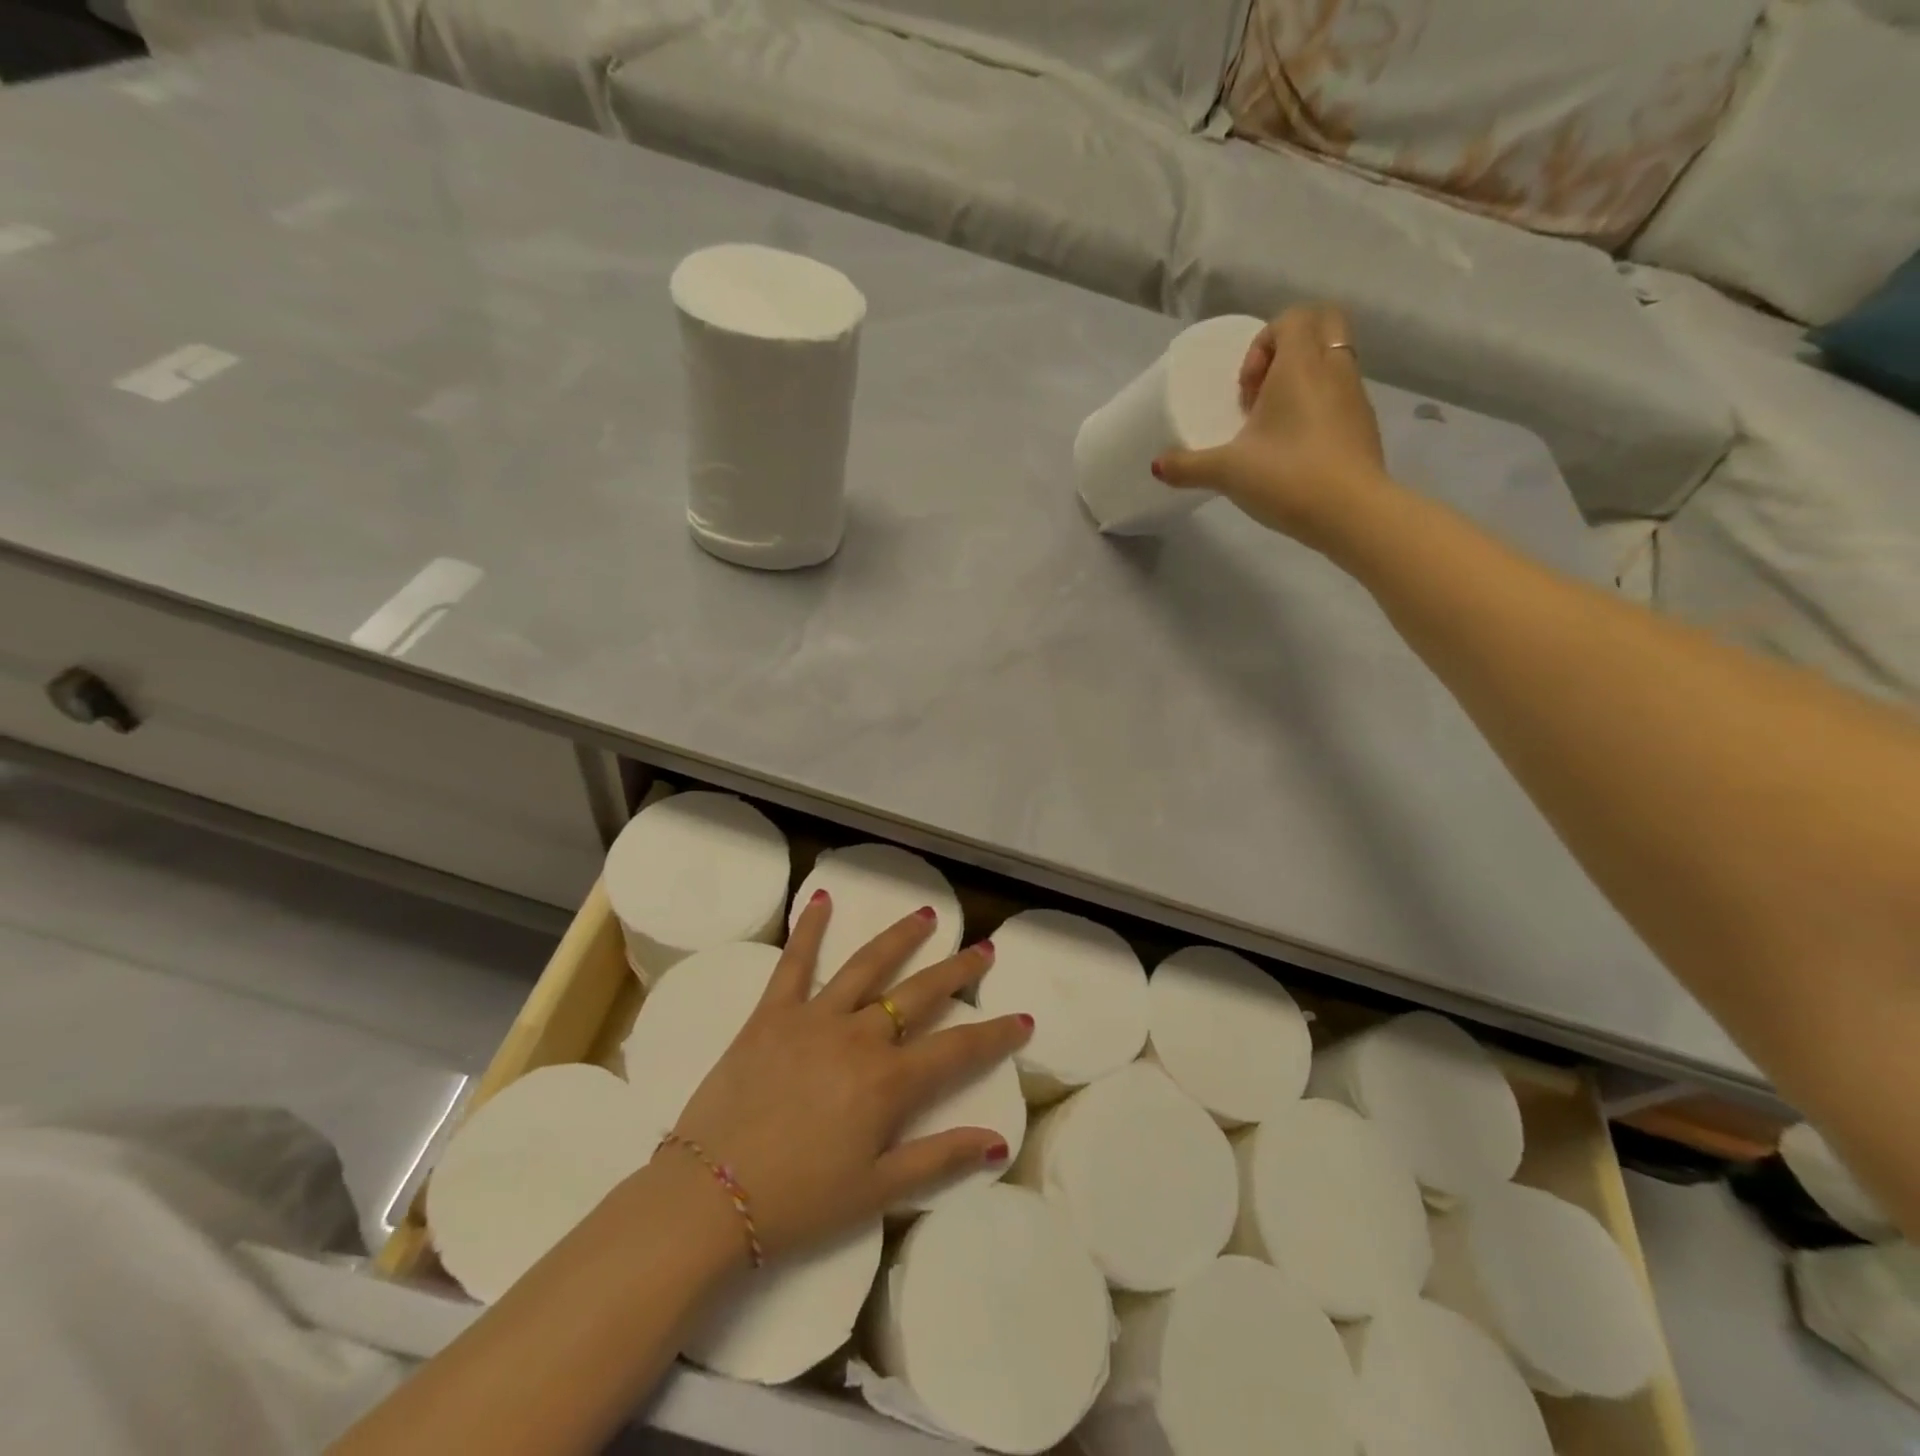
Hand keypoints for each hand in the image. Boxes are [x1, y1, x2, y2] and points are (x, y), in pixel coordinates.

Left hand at [662, 892, 1029, 1260]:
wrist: (708, 1199)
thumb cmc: (798, 1202)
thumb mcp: (877, 1192)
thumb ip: (939, 1159)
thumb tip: (998, 1141)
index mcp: (888, 1082)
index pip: (958, 1049)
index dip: (995, 1034)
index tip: (1023, 1019)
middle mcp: (859, 1037)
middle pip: (919, 994)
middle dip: (957, 970)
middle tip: (984, 948)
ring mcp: (814, 1018)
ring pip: (868, 966)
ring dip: (901, 938)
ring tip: (927, 915)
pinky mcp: (771, 1014)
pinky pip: (794, 963)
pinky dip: (810, 929)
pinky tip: (823, 900)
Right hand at [1153, 305, 1391, 551]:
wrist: (1352, 513)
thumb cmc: (1287, 476)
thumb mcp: (1227, 472)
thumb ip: (1188, 466)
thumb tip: (1157, 465)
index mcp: (1301, 365)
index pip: (1292, 318)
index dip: (1263, 342)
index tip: (1246, 388)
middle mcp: (1334, 369)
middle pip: (1323, 325)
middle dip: (1289, 348)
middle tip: (1263, 390)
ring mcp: (1355, 397)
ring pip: (1332, 363)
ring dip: (1302, 382)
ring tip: (1273, 427)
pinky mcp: (1364, 426)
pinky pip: (1340, 397)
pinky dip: (1318, 408)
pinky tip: (1295, 450)